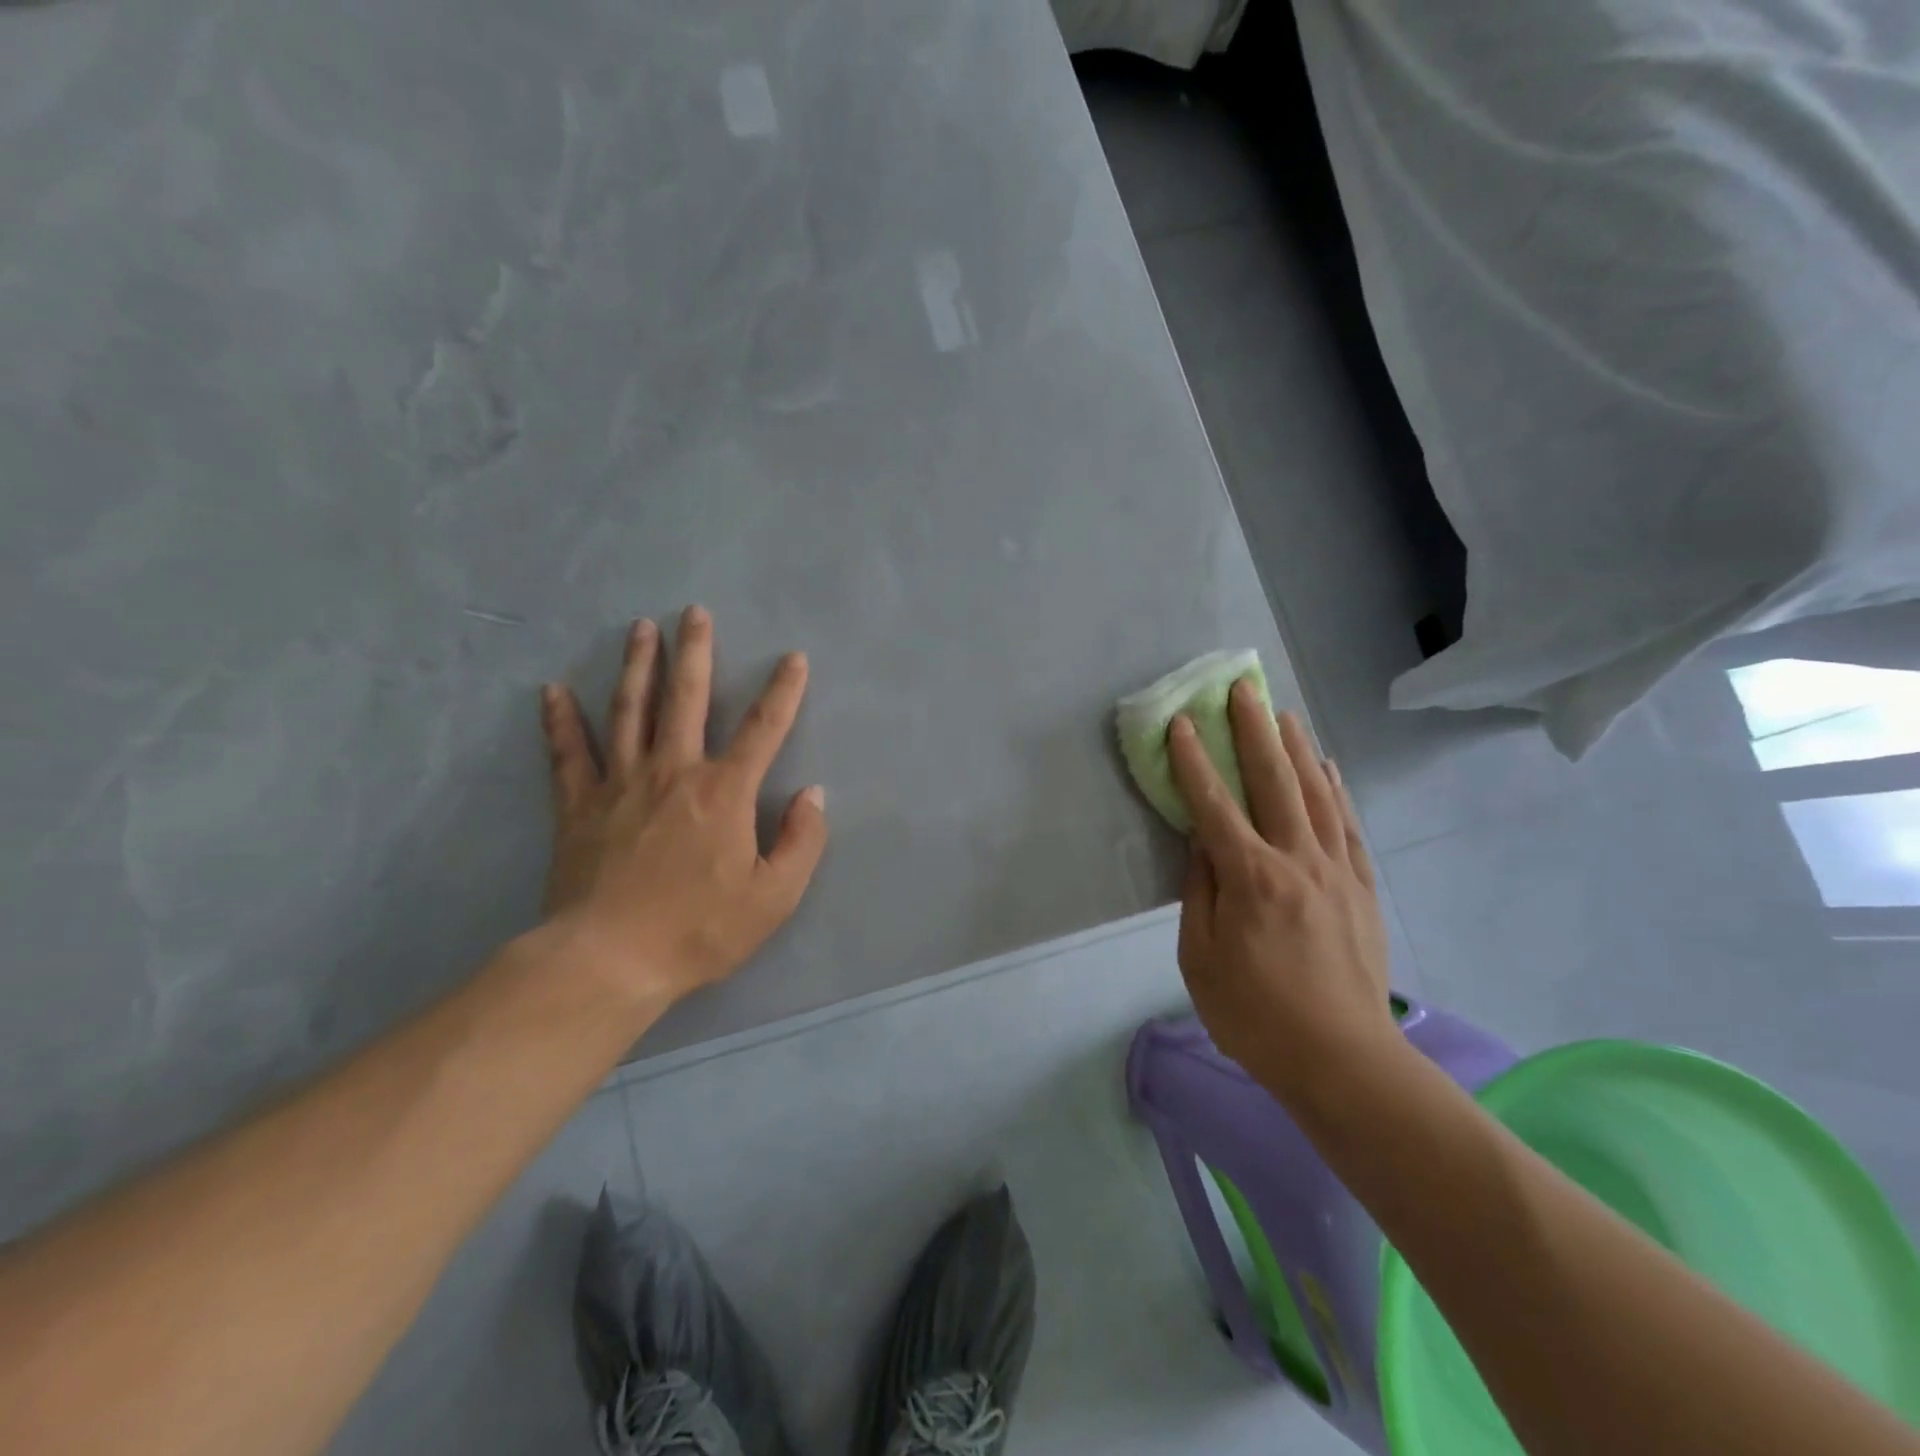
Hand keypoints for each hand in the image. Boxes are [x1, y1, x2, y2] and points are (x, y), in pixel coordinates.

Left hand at [540, 606, 828, 1009]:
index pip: (763, 728)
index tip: (793, 658)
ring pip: (629, 710)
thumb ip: (802, 841)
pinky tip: (553, 690)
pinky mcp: (578, 805)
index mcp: (724, 791)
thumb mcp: (774, 896)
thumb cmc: (700, 929)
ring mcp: (621, 783)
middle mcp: (674, 771)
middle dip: (694, 652)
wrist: (610, 961)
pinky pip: (568, 753)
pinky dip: (560, 720)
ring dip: (637, 666)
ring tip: (640, 628)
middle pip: (686, 699)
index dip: (783, 691)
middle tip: (694, 612)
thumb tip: (813, 794)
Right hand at [1168, 684, 1396, 1108]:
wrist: (1344, 1060)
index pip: (1213, 805)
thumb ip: (1199, 892)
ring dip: (1296, 747)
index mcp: (1250, 879)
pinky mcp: (1362, 886)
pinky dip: (1336, 789)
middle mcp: (1296, 861)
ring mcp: (1336, 870)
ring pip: (1316, 793)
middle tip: (1243, 689)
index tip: (1181, 723)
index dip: (1193, 761)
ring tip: (1283, 712)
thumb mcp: (1200, 959)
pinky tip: (1326, 766)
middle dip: (1254, 731)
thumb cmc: (1255, 1015)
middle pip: (1273, 782)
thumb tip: (1201, 841)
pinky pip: (1348, 824)